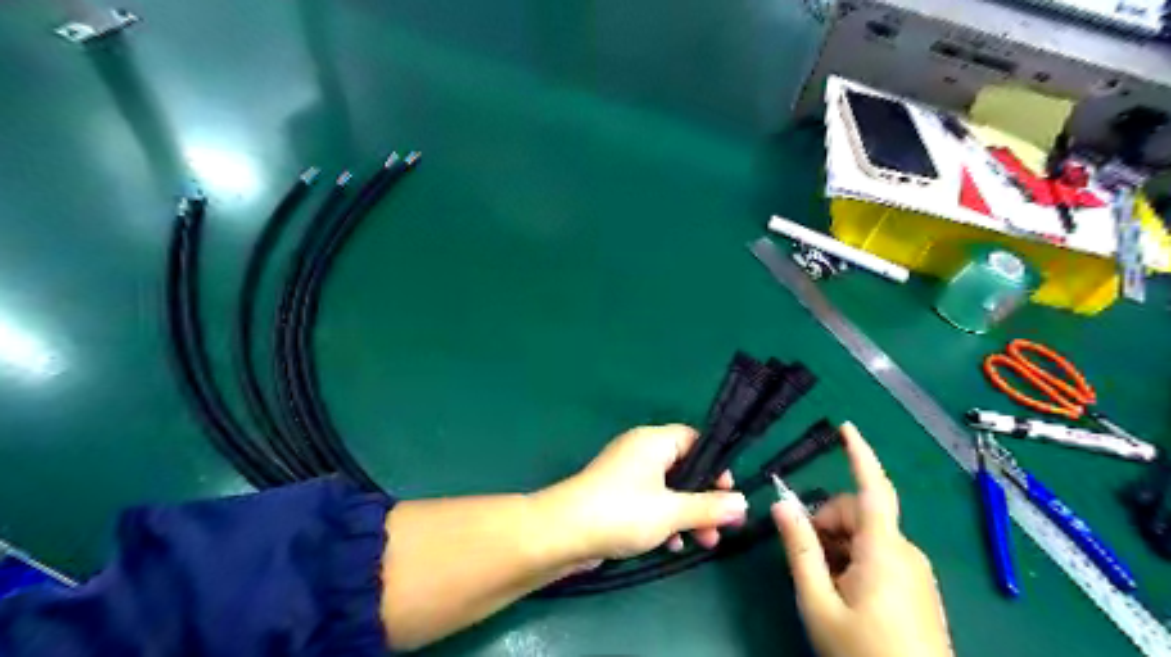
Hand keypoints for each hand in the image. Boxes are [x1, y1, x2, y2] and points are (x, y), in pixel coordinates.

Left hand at [537, 428, 749, 561]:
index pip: (694, 439)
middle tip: (723, 525)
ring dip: (688, 514)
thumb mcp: (671, 511)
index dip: (715, 464)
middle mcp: (640, 451)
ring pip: (668, 489)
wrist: (564, 533)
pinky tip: (671, 545)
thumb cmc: (622, 512)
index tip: (728, 492)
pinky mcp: (616, 496)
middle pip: (684, 468)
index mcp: (653, 441)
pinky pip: (650, 502)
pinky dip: (664, 519)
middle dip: (704, 498)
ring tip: (705, 542)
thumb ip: (709, 507)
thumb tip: (742, 503)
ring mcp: (626, 474)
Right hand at [775, 423, 950, 656]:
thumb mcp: (818, 602)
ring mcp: (915, 571)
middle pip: (858, 513)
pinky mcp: (917, 587)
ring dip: (838, 545)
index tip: (846, 428)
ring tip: (824, 584)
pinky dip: (854, 559)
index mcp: (883, 549)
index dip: (859, 454)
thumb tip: (782, 504)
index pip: (872, 487)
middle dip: (827, 523)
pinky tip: (844, 592)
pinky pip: (880, 555)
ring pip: (867, 536)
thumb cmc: (863, 653)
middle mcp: (905, 551)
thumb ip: (800, 549)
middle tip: (806, 557)